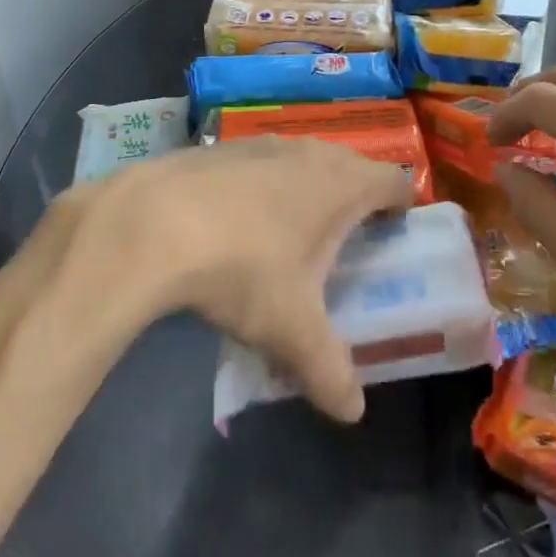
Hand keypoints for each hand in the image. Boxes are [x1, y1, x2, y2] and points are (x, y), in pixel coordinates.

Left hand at [74, 139, 411, 421]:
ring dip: (306, 189)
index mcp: (340, 184)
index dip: (402, 204)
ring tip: (295, 233)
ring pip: (301, 160)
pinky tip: (238, 222)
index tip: (398, 231)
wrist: (152, 223)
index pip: (394, 180)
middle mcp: (307, 152)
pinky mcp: (219, 148)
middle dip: (355, 198)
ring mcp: (260, 144)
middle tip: (349, 241)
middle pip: (349, 165)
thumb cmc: (243, 268)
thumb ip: (330, 373)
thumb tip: (352, 412)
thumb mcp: (292, 332)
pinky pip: (259, 163)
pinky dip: (262, 186)